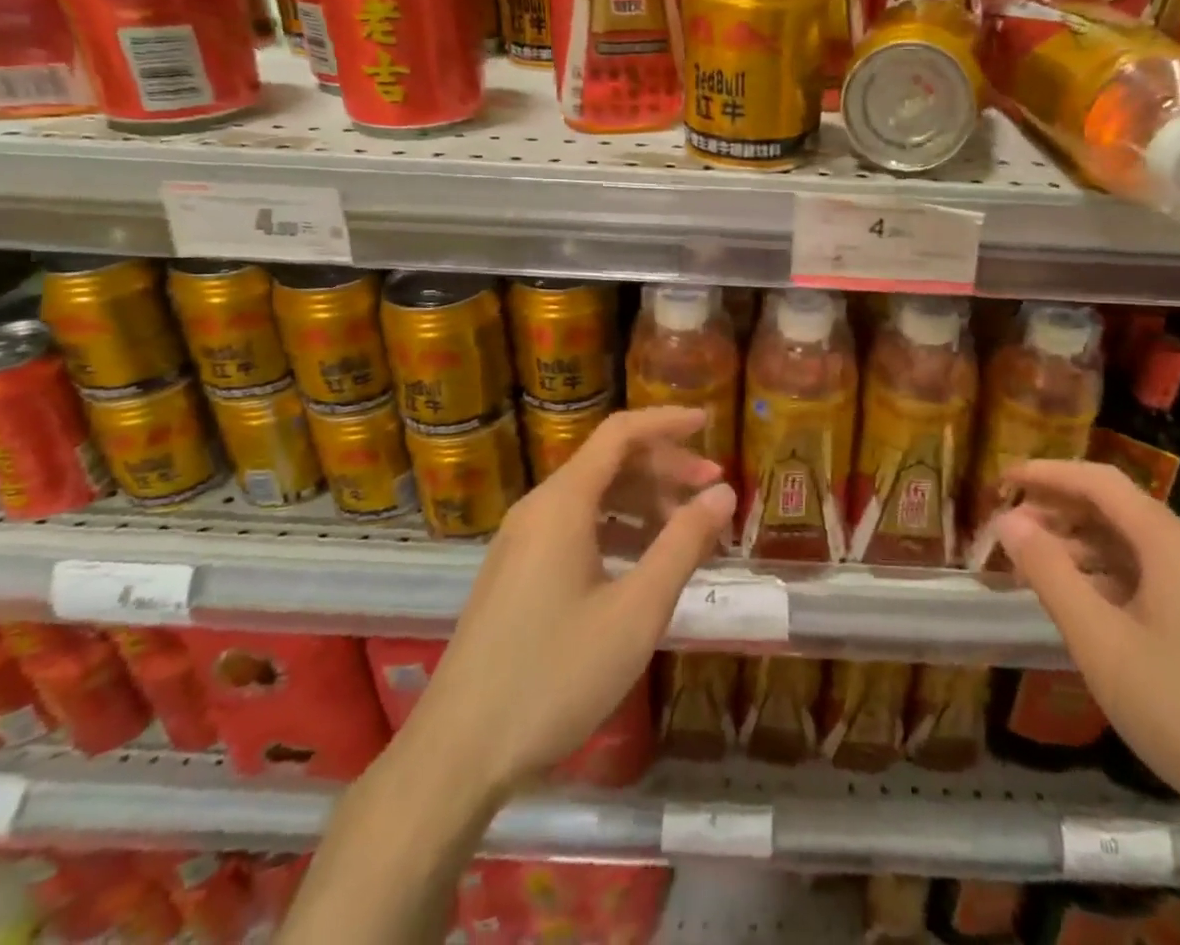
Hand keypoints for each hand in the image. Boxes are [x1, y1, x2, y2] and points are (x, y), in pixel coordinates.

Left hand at [401, 406, 735, 800]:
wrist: (456, 758)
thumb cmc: (554, 677)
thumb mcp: (636, 611)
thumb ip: (683, 544)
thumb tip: (723, 492)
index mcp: (561, 504)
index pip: (620, 433)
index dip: (666, 422)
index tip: (709, 422)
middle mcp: (537, 510)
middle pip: (608, 463)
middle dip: (664, 468)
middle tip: (712, 491)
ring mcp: (520, 544)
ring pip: (592, 498)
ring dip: (643, 502)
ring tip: (687, 532)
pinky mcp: (514, 576)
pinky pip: (574, 529)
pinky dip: (617, 530)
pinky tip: (643, 564)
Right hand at [992, 460, 1179, 822]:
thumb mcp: (1099, 640)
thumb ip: (1049, 572)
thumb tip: (1008, 520)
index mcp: (1167, 540)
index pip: (1097, 481)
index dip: (1045, 473)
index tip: (1002, 480)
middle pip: (1115, 507)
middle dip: (1058, 508)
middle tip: (1008, 525)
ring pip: (1130, 542)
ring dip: (1079, 542)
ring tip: (1033, 561)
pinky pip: (1148, 573)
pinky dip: (1105, 572)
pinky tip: (1081, 599)